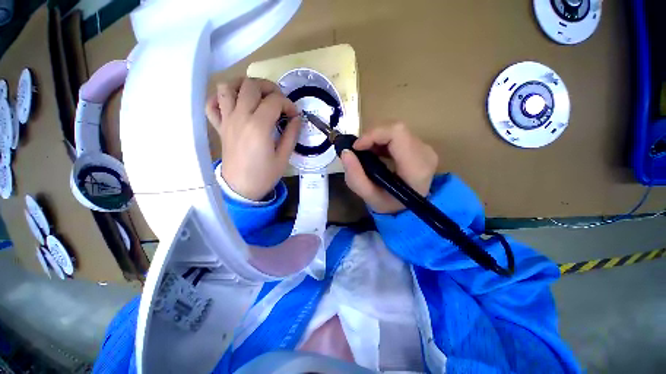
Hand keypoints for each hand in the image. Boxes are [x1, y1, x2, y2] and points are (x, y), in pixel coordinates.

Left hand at [205, 77, 300, 200]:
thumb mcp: (284, 157)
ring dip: (243, 85)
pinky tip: (234, 104)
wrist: (241, 188)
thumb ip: (291, 134)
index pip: (274, 101)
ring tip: (256, 94)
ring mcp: (227, 120)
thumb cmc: (265, 174)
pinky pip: (211, 104)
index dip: (288, 104)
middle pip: (251, 86)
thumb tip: (297, 118)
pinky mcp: (219, 127)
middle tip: (279, 100)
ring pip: (227, 87)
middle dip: (269, 87)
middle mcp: (240, 117)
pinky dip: (220, 98)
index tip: (294, 114)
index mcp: (259, 126)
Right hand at [340, 123, 437, 213]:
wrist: (409, 209)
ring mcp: (425, 148)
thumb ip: (355, 177)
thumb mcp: (369, 197)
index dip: (373, 134)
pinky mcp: (420, 147)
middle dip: (372, 137)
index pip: (397, 133)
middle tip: (358, 151)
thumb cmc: (390, 205)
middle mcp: (425, 153)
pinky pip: (399, 135)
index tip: (356, 147)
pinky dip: (382, 140)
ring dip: (376, 139)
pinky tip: (375, 152)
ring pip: (396, 130)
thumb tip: (345, 152)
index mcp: (416, 167)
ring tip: (366, 153)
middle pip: (396, 129)